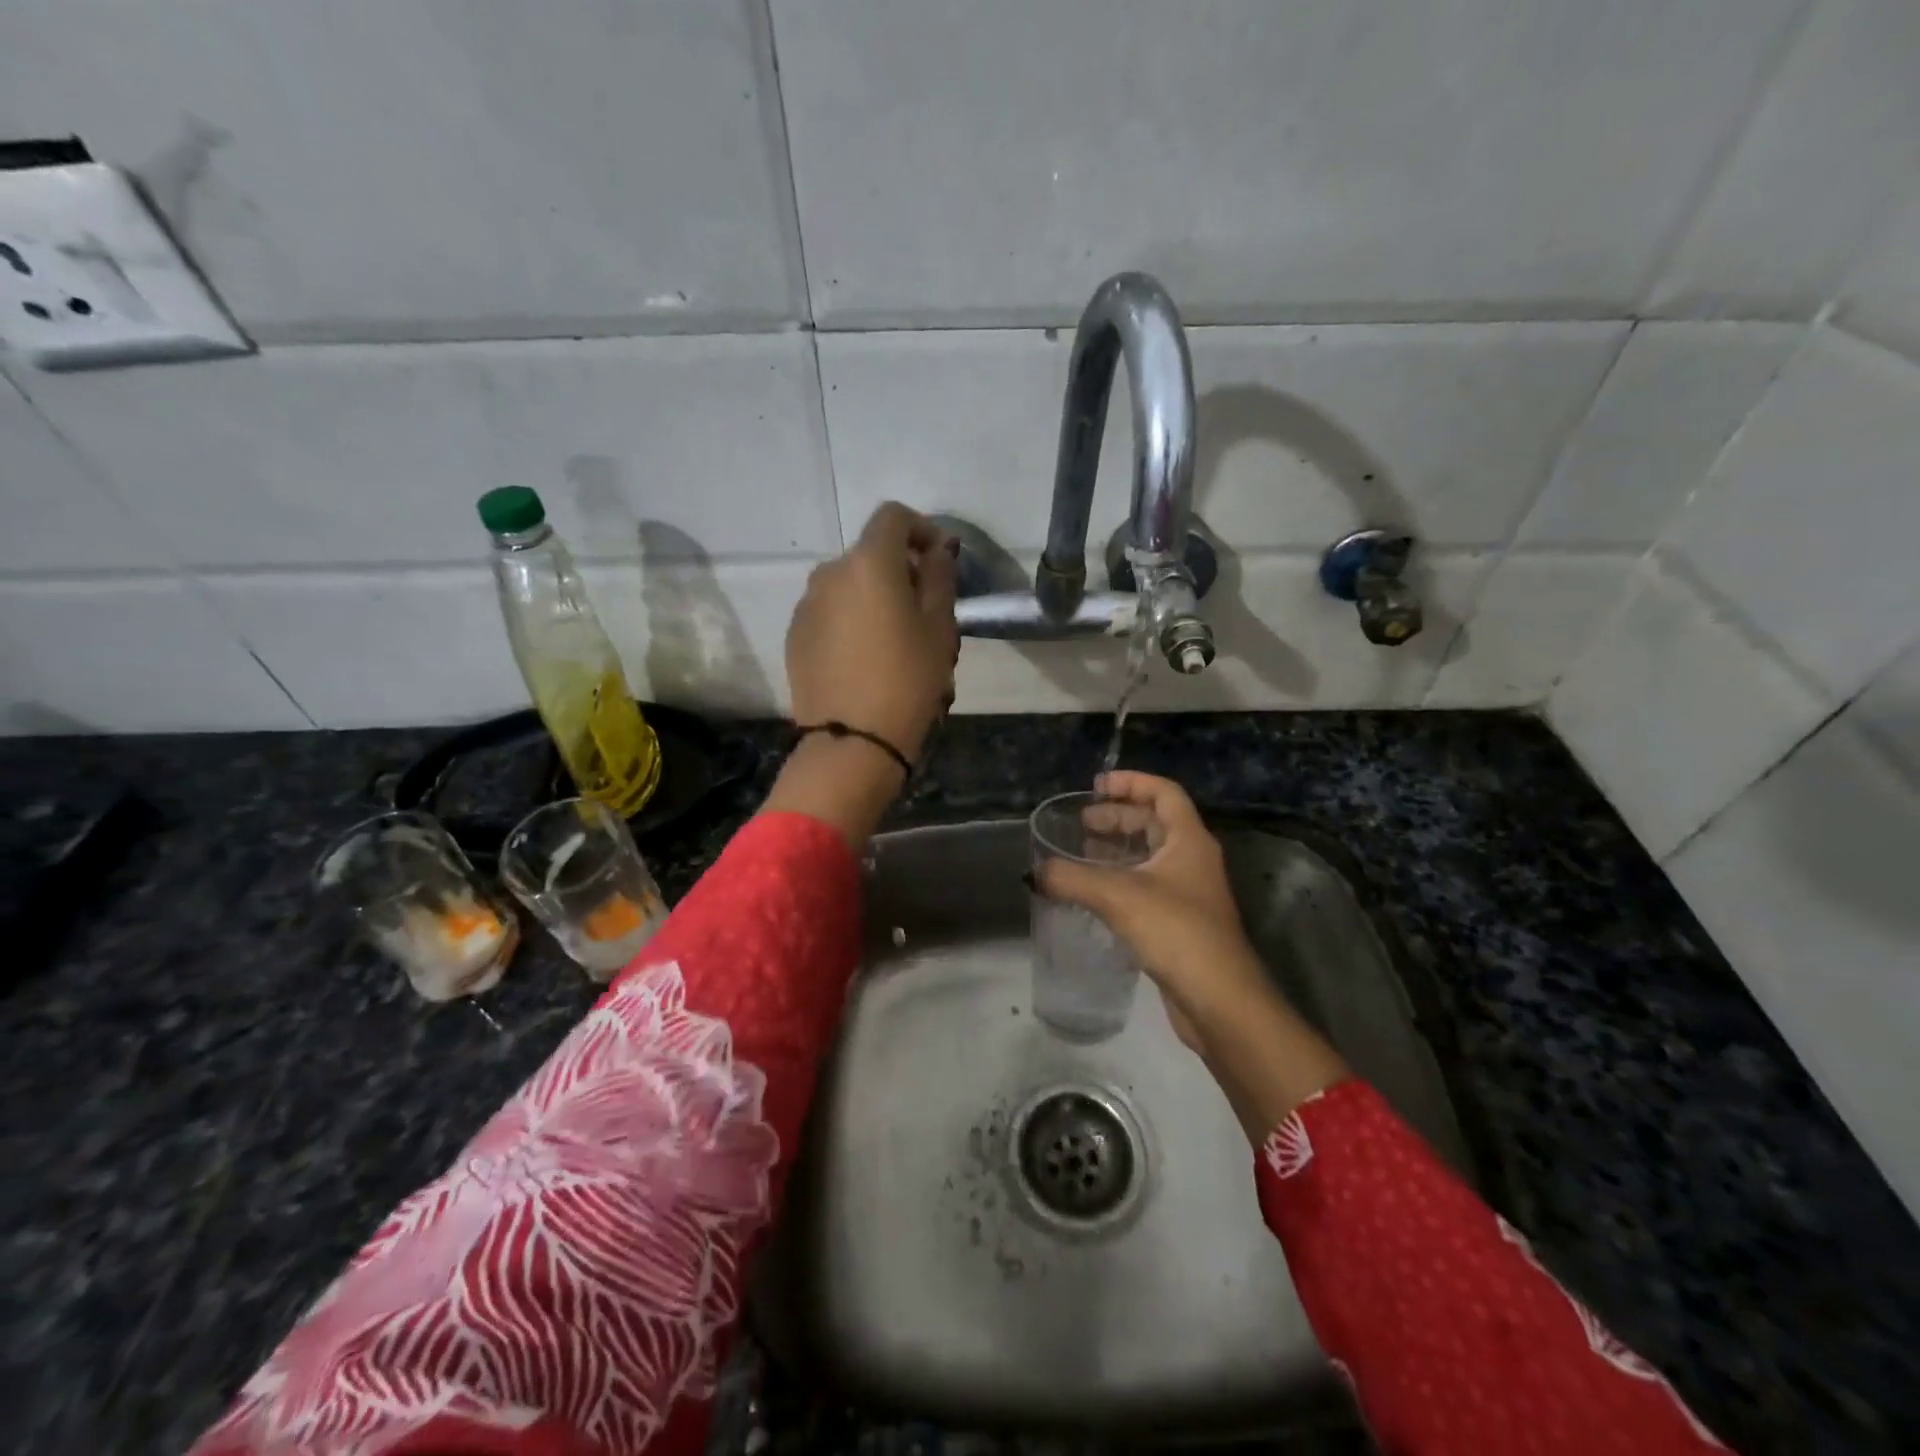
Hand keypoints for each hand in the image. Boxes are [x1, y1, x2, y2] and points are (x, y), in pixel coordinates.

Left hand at [765, 503, 959, 847]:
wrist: (852, 743)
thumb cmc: (908, 681)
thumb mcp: (939, 628)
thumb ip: (940, 577)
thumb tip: (937, 549)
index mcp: (868, 563)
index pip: (893, 517)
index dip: (921, 528)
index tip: (939, 558)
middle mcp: (829, 573)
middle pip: (869, 554)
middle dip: (899, 570)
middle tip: (924, 610)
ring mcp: (806, 605)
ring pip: (847, 585)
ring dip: (872, 597)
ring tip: (894, 640)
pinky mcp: (795, 636)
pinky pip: (829, 613)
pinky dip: (849, 620)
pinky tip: (865, 659)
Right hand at [1036, 772, 1266, 1049]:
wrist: (1219, 1000)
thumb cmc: (1175, 931)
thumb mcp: (1117, 896)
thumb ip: (1070, 878)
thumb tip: (1034, 872)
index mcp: (1189, 839)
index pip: (1164, 792)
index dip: (1131, 782)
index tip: (1096, 786)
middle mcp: (1193, 859)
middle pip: (1155, 822)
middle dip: (1118, 817)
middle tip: (1082, 823)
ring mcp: (1190, 892)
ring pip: (1151, 856)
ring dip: (1118, 849)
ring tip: (1082, 853)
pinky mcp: (1182, 922)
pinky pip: (1148, 885)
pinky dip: (1121, 879)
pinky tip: (1095, 893)